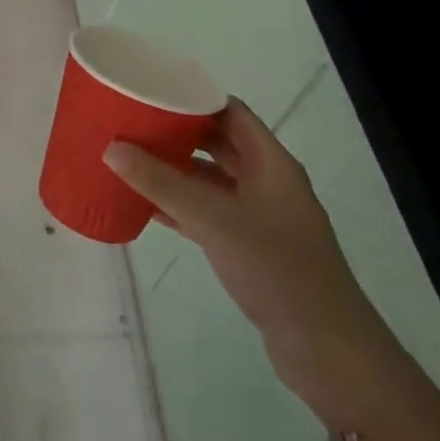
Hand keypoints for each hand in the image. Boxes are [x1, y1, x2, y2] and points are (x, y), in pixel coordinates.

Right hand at [103, 97, 397, 411]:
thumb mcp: (213, 219)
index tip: (151, 90)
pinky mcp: (253, 249)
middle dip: (178, 133)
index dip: (194, 97)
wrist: (328, 350)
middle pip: (219, 143)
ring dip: (176, 170)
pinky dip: (181, 206)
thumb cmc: (277, 269)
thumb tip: (112, 148)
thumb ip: (161, 184)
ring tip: (131, 159)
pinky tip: (147, 207)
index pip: (230, 112)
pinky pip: (210, 214)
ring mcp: (262, 218)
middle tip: (133, 123)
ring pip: (212, 180)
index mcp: (272, 163)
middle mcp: (269, 183)